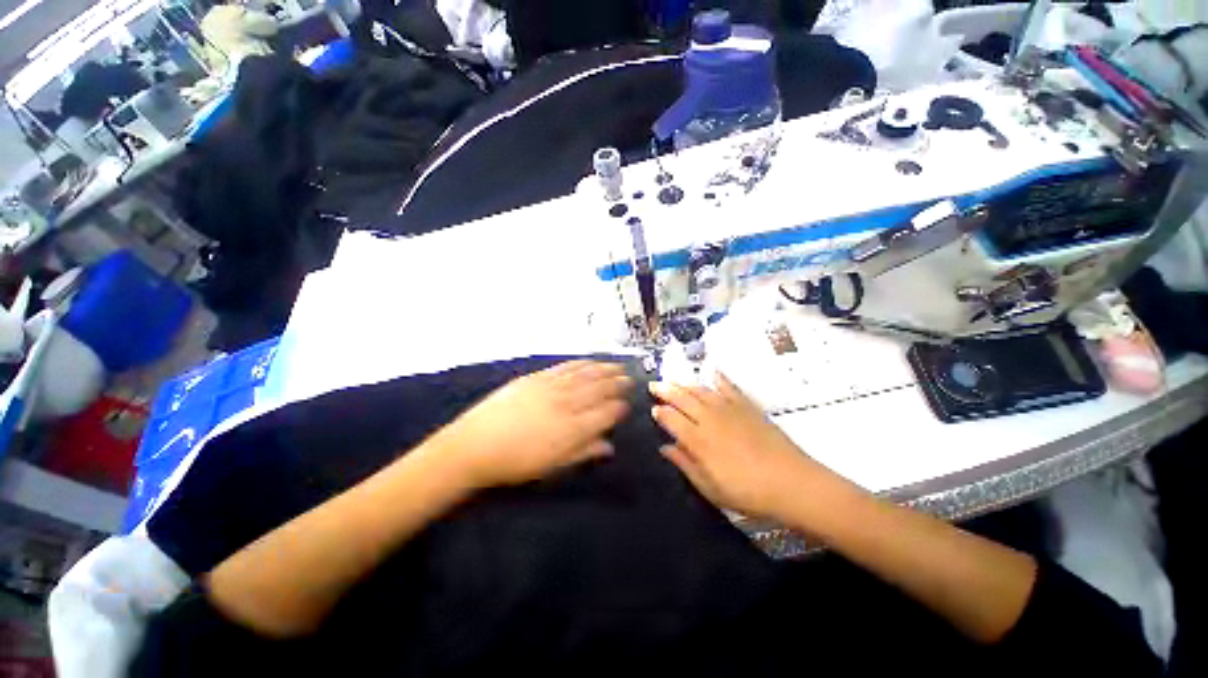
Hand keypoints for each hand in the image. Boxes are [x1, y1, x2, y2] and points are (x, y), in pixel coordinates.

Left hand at [436, 361, 632, 488]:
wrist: (475, 445)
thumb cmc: (516, 463)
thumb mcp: (552, 466)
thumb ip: (583, 453)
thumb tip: (609, 447)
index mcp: (573, 429)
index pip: (605, 413)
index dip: (619, 408)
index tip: (628, 404)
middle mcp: (567, 403)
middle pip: (599, 389)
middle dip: (617, 384)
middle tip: (630, 378)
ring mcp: (552, 387)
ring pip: (585, 375)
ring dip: (604, 369)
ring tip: (617, 366)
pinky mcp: (537, 377)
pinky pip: (566, 367)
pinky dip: (581, 363)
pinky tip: (590, 361)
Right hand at [650, 373, 837, 521]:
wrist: (792, 483)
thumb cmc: (748, 492)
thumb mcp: (710, 488)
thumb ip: (685, 464)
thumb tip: (665, 448)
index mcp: (697, 440)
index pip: (671, 419)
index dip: (659, 412)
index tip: (653, 409)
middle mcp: (709, 419)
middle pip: (682, 399)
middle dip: (665, 390)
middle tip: (654, 385)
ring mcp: (729, 409)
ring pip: (700, 390)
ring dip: (684, 384)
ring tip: (674, 380)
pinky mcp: (747, 406)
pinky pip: (729, 387)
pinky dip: (719, 378)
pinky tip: (712, 372)